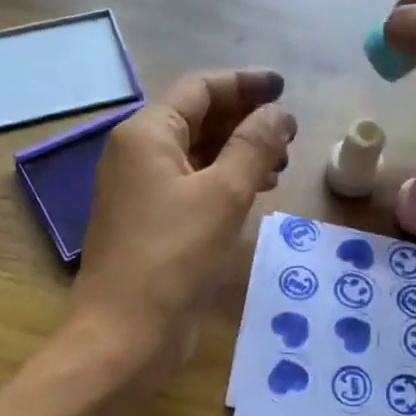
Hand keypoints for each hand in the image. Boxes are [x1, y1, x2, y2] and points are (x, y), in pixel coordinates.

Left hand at [68, 69, 295, 388]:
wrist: (126, 332)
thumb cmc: (173, 255)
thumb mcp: (223, 194)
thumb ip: (254, 145)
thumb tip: (278, 112)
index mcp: (146, 133)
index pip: (200, 89)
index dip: (244, 84)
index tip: (285, 90)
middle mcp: (138, 154)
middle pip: (197, 119)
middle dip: (244, 120)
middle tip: (289, 135)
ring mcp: (141, 190)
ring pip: (196, 154)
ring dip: (237, 153)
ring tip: (280, 165)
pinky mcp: (151, 223)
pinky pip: (191, 186)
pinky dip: (223, 182)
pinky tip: (253, 193)